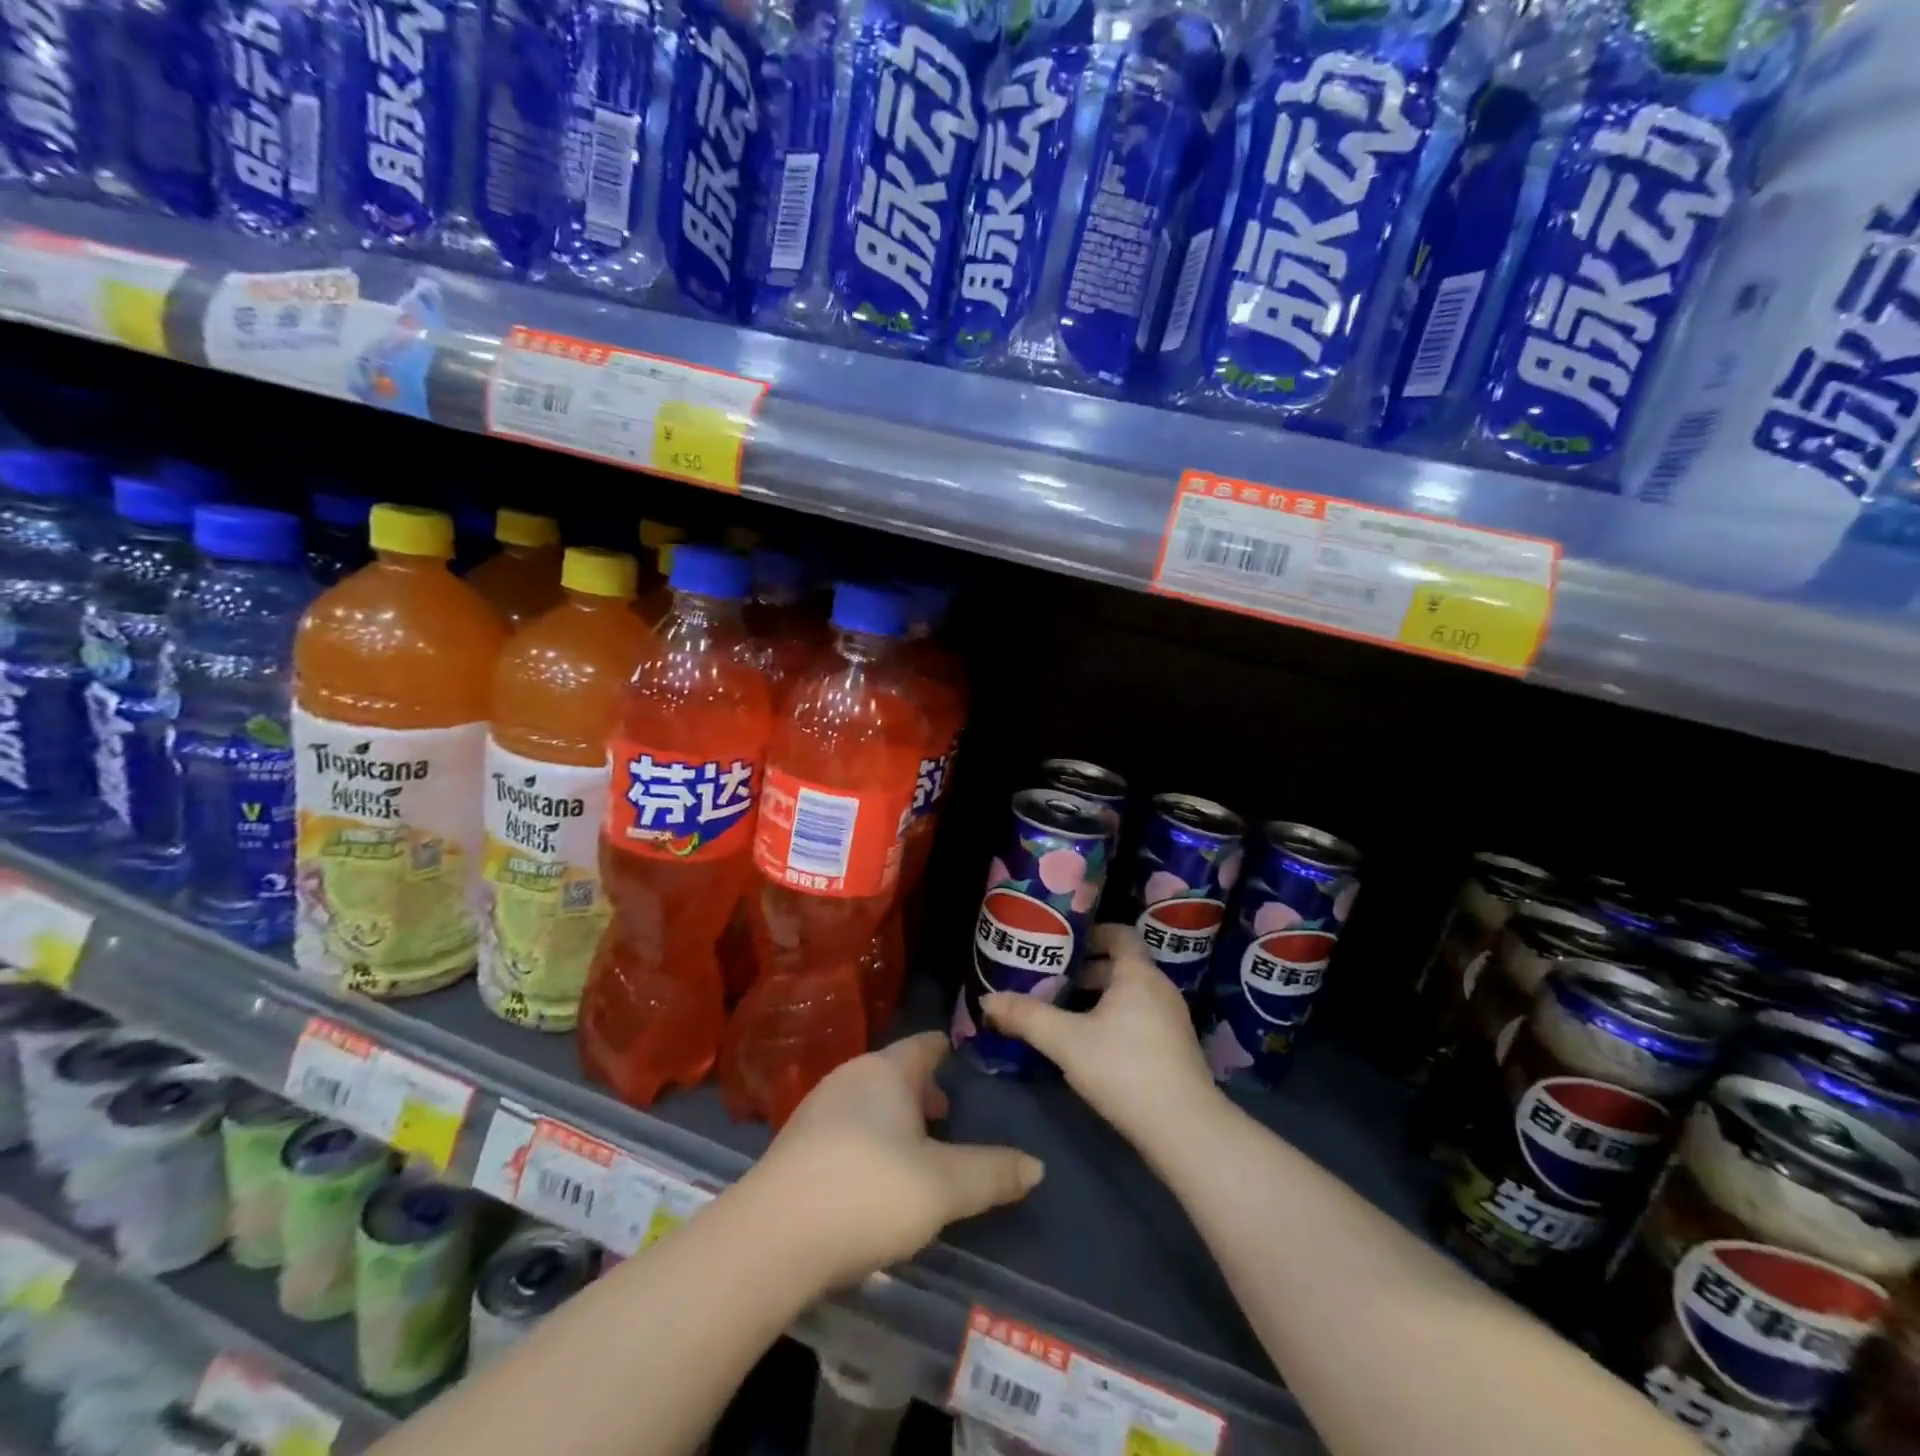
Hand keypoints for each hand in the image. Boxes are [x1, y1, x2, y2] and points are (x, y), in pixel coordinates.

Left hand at [747, 1033, 1043, 1289]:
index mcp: (885, 1071)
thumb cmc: (868, 1193)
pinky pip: (846, 1128)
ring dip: (895, 1118)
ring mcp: (817, 1109)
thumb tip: (1037, 1165)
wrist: (772, 1240)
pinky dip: (869, 1140)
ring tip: (917, 1150)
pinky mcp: (796, 1146)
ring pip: (869, 1101)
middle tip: (948, 1115)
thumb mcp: (943, 1187)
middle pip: (895, 1072)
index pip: (924, 1045)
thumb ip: (992, 1173)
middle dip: (922, 1090)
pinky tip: (875, 1178)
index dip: (946, 1049)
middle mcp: (849, 1077)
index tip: (964, 1054)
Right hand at [982, 924, 1221, 1150]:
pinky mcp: (1174, 1048)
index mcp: (1137, 973)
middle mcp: (1159, 988)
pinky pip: (1139, 1017)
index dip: (1089, 933)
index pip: (1117, 934)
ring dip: (1098, 997)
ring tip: (1063, 1011)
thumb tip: (987, 1000)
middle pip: (1120, 965)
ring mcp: (1171, 1019)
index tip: (1059, 942)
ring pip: (1129, 994)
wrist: (1184, 1129)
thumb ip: (1026, 1017)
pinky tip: (1089, 1043)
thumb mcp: (1066, 1041)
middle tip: (1050, 979)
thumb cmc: (1124, 1068)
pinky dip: (1114, 1018)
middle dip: (1085, 969)